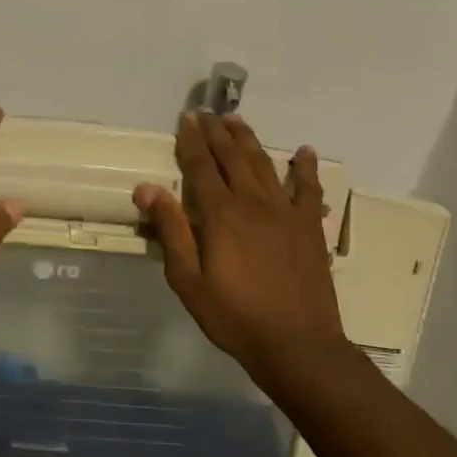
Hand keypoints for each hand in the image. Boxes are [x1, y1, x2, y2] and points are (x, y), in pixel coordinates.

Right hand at [134, 112, 348, 380]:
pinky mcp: (310, 227)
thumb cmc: (234, 316)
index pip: (200, 166)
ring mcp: (286, 212)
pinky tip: (304, 152)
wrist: (297, 344)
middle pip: (232, 157)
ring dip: (250, 140)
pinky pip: (309, 189)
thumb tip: (146, 187)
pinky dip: (306, 168)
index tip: (186, 118)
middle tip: (207, 113)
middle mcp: (254, 202)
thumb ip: (170, 230)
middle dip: (217, 133)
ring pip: (265, 164)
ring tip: (237, 120)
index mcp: (221, 214)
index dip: (191, 140)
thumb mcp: (188, 279)